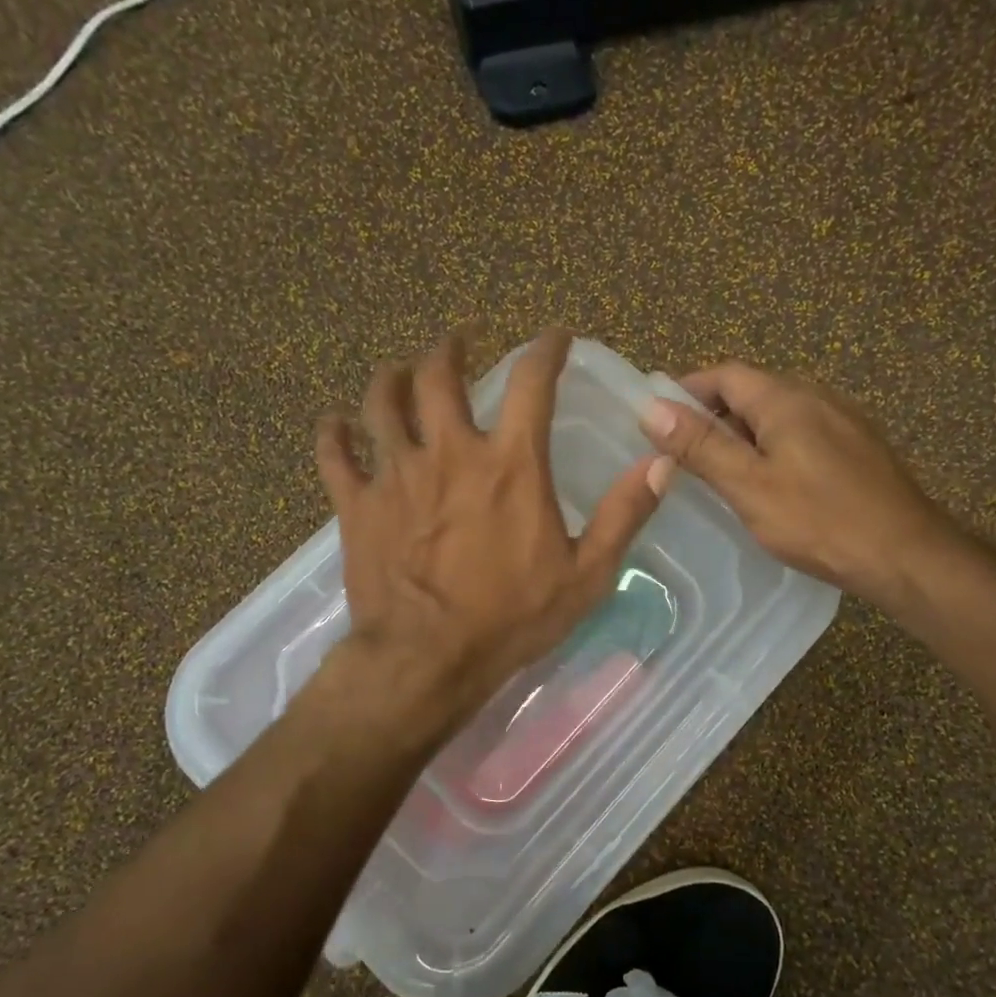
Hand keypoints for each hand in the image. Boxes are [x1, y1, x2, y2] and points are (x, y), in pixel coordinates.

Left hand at [317, 325, 674, 731]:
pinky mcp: (356, 505)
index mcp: (510, 464)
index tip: (554, 337)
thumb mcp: (586, 575)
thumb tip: (662, 461)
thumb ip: (623, 514)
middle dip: (450, 348)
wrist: (427, 660)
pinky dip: (334, 433)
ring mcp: (396, 474)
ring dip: (391, 377)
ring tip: (399, 372)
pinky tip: (336, 425)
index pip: (531, 382)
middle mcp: (450, 452)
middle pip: (438, 374)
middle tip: (458, 341)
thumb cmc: (511, 620)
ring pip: (381, 402)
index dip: (546, 349)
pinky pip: (334, 453)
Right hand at [639, 362, 962, 605]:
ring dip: (744, 433)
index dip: (687, 390)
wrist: (906, 555)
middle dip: (713, 414)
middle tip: (683, 453)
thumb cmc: (820, 520)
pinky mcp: (859, 449)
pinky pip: (804, 434)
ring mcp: (844, 422)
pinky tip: (770, 485)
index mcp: (786, 399)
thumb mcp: (749, 486)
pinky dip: (774, 448)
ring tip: (720, 473)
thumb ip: (701, 446)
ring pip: (780, 414)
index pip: (725, 374)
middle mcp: (818, 397)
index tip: (658, 418)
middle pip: (753, 391)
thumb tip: (651, 407)